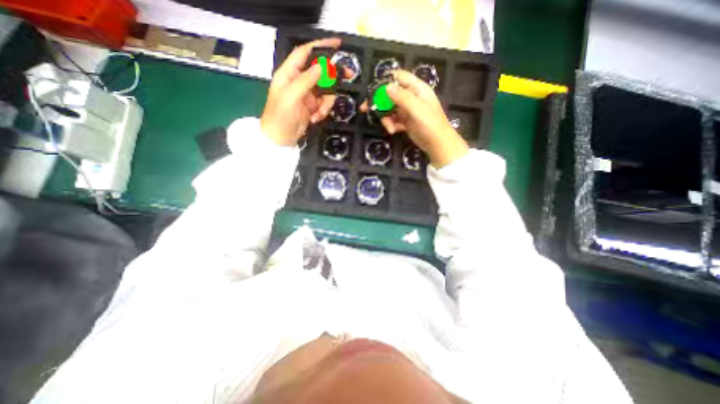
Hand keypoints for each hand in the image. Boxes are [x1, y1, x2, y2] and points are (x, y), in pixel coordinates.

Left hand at [263, 38, 341, 146]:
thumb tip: (321, 66)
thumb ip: (306, 80)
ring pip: (326, 91)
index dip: (321, 46)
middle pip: (321, 72)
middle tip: (348, 78)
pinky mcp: (312, 106)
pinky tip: (316, 118)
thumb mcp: (291, 96)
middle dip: (332, 78)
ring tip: (319, 114)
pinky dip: (323, 111)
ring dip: (326, 103)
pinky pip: (324, 103)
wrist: (281, 138)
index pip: (306, 53)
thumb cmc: (280, 116)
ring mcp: (307, 94)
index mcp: (289, 73)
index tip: (337, 44)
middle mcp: (299, 80)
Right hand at [364, 69, 469, 166]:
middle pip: (390, 94)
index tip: (372, 90)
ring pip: (390, 109)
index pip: (399, 77)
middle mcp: (411, 97)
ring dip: (386, 118)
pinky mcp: (405, 121)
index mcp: (417, 88)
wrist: (437, 145)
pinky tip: (393, 131)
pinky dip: (391, 125)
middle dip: (379, 102)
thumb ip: (402, 97)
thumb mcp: (416, 109)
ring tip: (389, 128)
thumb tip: (386, 87)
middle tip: (364, 108)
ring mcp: (408, 110)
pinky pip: (393, 120)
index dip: (385, 81)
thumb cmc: (430, 124)